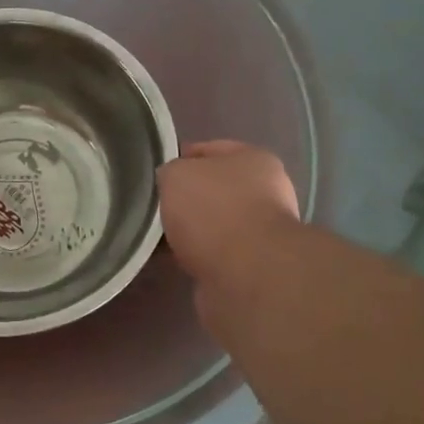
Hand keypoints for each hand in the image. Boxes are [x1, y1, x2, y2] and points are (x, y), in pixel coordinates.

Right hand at [157, 142, 300, 321]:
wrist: (245, 275)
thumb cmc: (213, 210)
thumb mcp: (177, 174)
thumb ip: (170, 172)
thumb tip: (171, 183)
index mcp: (255, 160)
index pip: (211, 149)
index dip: (182, 156)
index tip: (157, 172)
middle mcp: (266, 193)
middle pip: (215, 189)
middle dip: (187, 198)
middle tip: (156, 206)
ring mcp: (262, 233)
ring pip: (215, 224)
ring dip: (192, 231)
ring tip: (160, 237)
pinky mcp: (253, 268)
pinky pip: (215, 254)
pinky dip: (197, 257)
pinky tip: (175, 260)